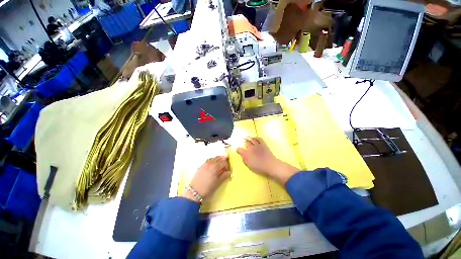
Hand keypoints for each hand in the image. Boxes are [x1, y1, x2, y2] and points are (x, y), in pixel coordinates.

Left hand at [182, 156, 229, 201]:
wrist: (195, 191)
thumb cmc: (208, 188)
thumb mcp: (218, 182)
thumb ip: (224, 175)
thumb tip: (229, 171)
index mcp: (215, 167)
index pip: (223, 162)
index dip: (226, 165)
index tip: (226, 169)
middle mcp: (211, 163)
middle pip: (218, 158)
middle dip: (222, 160)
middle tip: (224, 164)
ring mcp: (205, 163)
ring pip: (213, 158)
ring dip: (218, 159)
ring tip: (219, 164)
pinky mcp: (201, 165)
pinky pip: (209, 160)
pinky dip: (212, 160)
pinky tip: (213, 165)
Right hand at [237, 138, 298, 184]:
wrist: (271, 166)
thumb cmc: (259, 168)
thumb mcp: (249, 166)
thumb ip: (244, 160)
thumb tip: (242, 155)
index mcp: (247, 154)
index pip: (239, 149)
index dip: (238, 149)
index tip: (238, 150)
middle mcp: (251, 148)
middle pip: (246, 142)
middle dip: (245, 142)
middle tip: (245, 143)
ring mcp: (257, 145)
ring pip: (252, 139)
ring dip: (250, 139)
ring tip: (249, 139)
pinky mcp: (263, 144)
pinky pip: (259, 139)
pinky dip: (257, 138)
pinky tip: (256, 139)